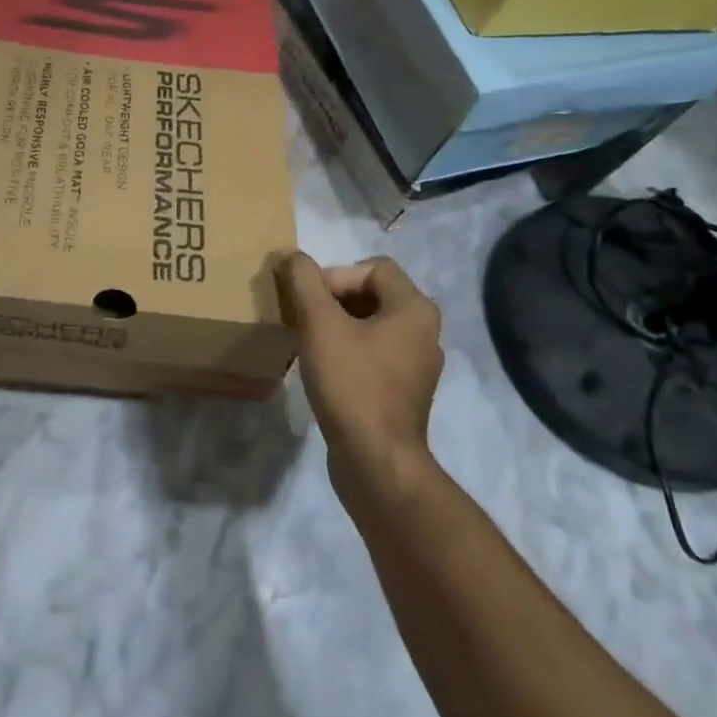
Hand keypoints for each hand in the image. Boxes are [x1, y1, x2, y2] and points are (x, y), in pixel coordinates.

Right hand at [277, 251, 445, 500]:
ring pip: (372, 325)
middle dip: (333, 300)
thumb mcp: (320, 324)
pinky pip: (375, 354)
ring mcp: (418, 365)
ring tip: (309, 342)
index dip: (335, 276)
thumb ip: (303, 281)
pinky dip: (349, 351)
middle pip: (373, 294)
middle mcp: (425, 332)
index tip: (310, 302)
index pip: (372, 267)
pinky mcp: (405, 392)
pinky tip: (325, 369)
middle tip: (303, 319)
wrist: (375, 461)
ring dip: (338, 326)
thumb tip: (291, 255)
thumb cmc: (352, 383)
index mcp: (415, 309)